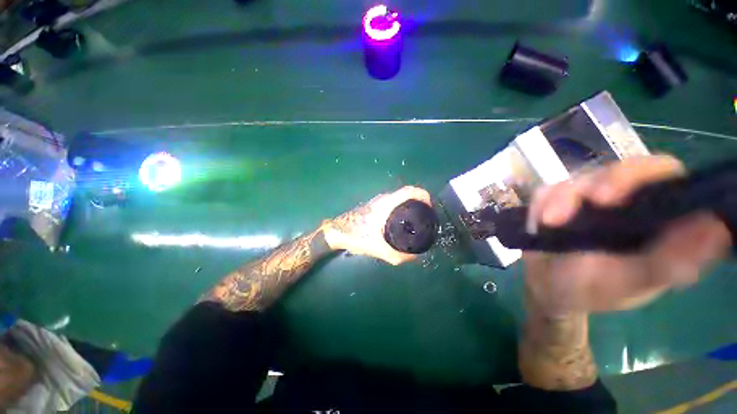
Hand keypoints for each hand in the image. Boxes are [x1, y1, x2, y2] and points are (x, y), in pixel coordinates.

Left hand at [323, 186, 431, 265]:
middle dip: (420, 202)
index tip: (431, 208)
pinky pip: (394, 202)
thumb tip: (415, 257)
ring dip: (411, 204)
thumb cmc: (356, 236)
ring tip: (418, 219)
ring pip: (400, 198)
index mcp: (386, 204)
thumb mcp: (378, 249)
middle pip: (407, 194)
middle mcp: (384, 198)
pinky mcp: (375, 205)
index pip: (409, 191)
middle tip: (426, 217)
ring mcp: (379, 201)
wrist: (337, 231)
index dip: (423, 195)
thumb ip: (397, 256)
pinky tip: (403, 221)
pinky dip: (403, 207)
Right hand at [524, 155, 731, 314]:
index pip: (664, 176)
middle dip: (594, 185)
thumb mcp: (628, 283)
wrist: (547, 286)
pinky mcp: (560, 199)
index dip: (641, 176)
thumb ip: (669, 263)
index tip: (608, 198)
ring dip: (558, 200)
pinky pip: (547, 191)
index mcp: (658, 218)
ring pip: (577, 179)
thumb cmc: (590, 290)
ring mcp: (590, 197)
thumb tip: (718, 229)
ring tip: (547, 224)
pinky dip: (540, 205)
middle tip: (574, 207)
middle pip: (619, 170)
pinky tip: (537, 224)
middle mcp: (628, 201)